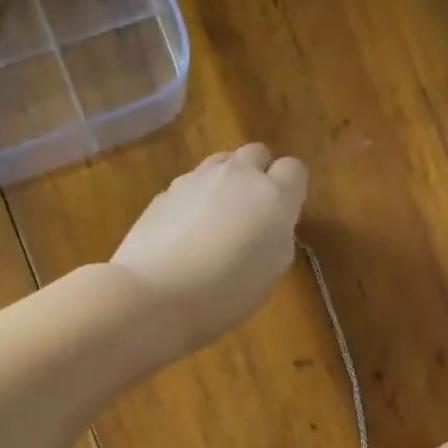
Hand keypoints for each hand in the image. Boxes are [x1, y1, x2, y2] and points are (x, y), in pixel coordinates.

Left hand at [109, 142, 308, 355]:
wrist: (154, 294)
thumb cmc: (224, 293)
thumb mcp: (270, 273)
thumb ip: (277, 237)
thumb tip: (270, 224)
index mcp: (273, 197)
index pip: (294, 169)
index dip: (290, 190)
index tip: (281, 215)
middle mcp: (237, 175)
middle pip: (257, 153)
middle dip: (258, 174)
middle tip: (251, 212)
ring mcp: (197, 178)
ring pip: (222, 162)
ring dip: (226, 181)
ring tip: (216, 219)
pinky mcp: (166, 190)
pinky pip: (191, 183)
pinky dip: (195, 199)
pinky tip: (184, 232)